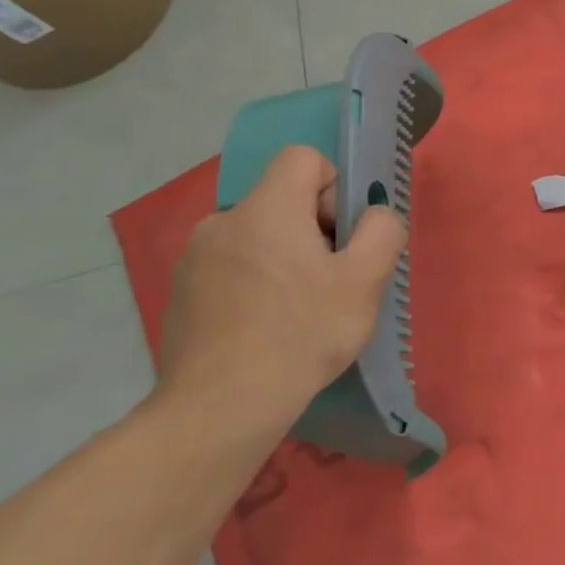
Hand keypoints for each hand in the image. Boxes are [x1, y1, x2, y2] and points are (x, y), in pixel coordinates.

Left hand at [155, 145, 405, 439]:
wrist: (220, 407)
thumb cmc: (301, 335)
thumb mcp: (365, 282)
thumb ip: (382, 232)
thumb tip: (375, 215)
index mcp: (267, 208)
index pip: (303, 158)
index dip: (333, 187)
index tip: (341, 236)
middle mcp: (223, 220)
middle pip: (282, 199)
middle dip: (313, 229)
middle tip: (330, 281)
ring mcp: (195, 257)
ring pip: (257, 235)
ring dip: (283, 257)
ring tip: (297, 310)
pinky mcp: (182, 291)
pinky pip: (231, 265)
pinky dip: (253, 282)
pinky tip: (264, 327)